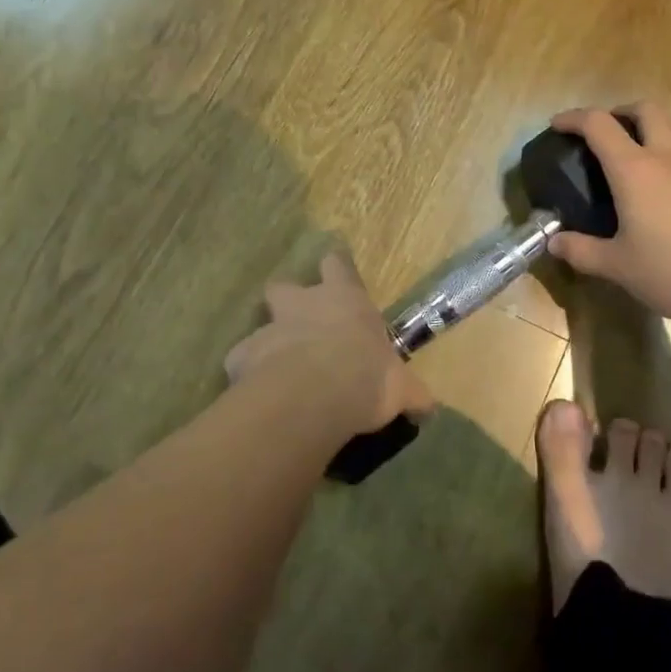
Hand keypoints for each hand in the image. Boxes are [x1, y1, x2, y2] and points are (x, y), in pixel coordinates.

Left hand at [225, 253, 432, 436]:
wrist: (314, 396)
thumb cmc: (366, 377)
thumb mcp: (402, 388)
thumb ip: (412, 393)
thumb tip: (429, 406)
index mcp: (345, 300)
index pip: (337, 265)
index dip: (336, 270)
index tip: (336, 276)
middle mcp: (303, 304)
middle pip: (285, 286)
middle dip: (288, 300)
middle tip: (299, 326)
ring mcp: (269, 328)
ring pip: (259, 325)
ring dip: (267, 342)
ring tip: (276, 369)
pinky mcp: (242, 356)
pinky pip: (240, 361)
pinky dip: (247, 374)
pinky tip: (256, 394)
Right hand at [546, 103, 670, 328]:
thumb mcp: (617, 266)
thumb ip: (582, 251)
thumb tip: (554, 243)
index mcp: (634, 170)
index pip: (599, 125)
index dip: (574, 118)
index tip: (557, 125)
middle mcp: (667, 160)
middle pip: (647, 111)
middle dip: (622, 112)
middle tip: (607, 131)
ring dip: (656, 135)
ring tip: (641, 161)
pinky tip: (668, 199)